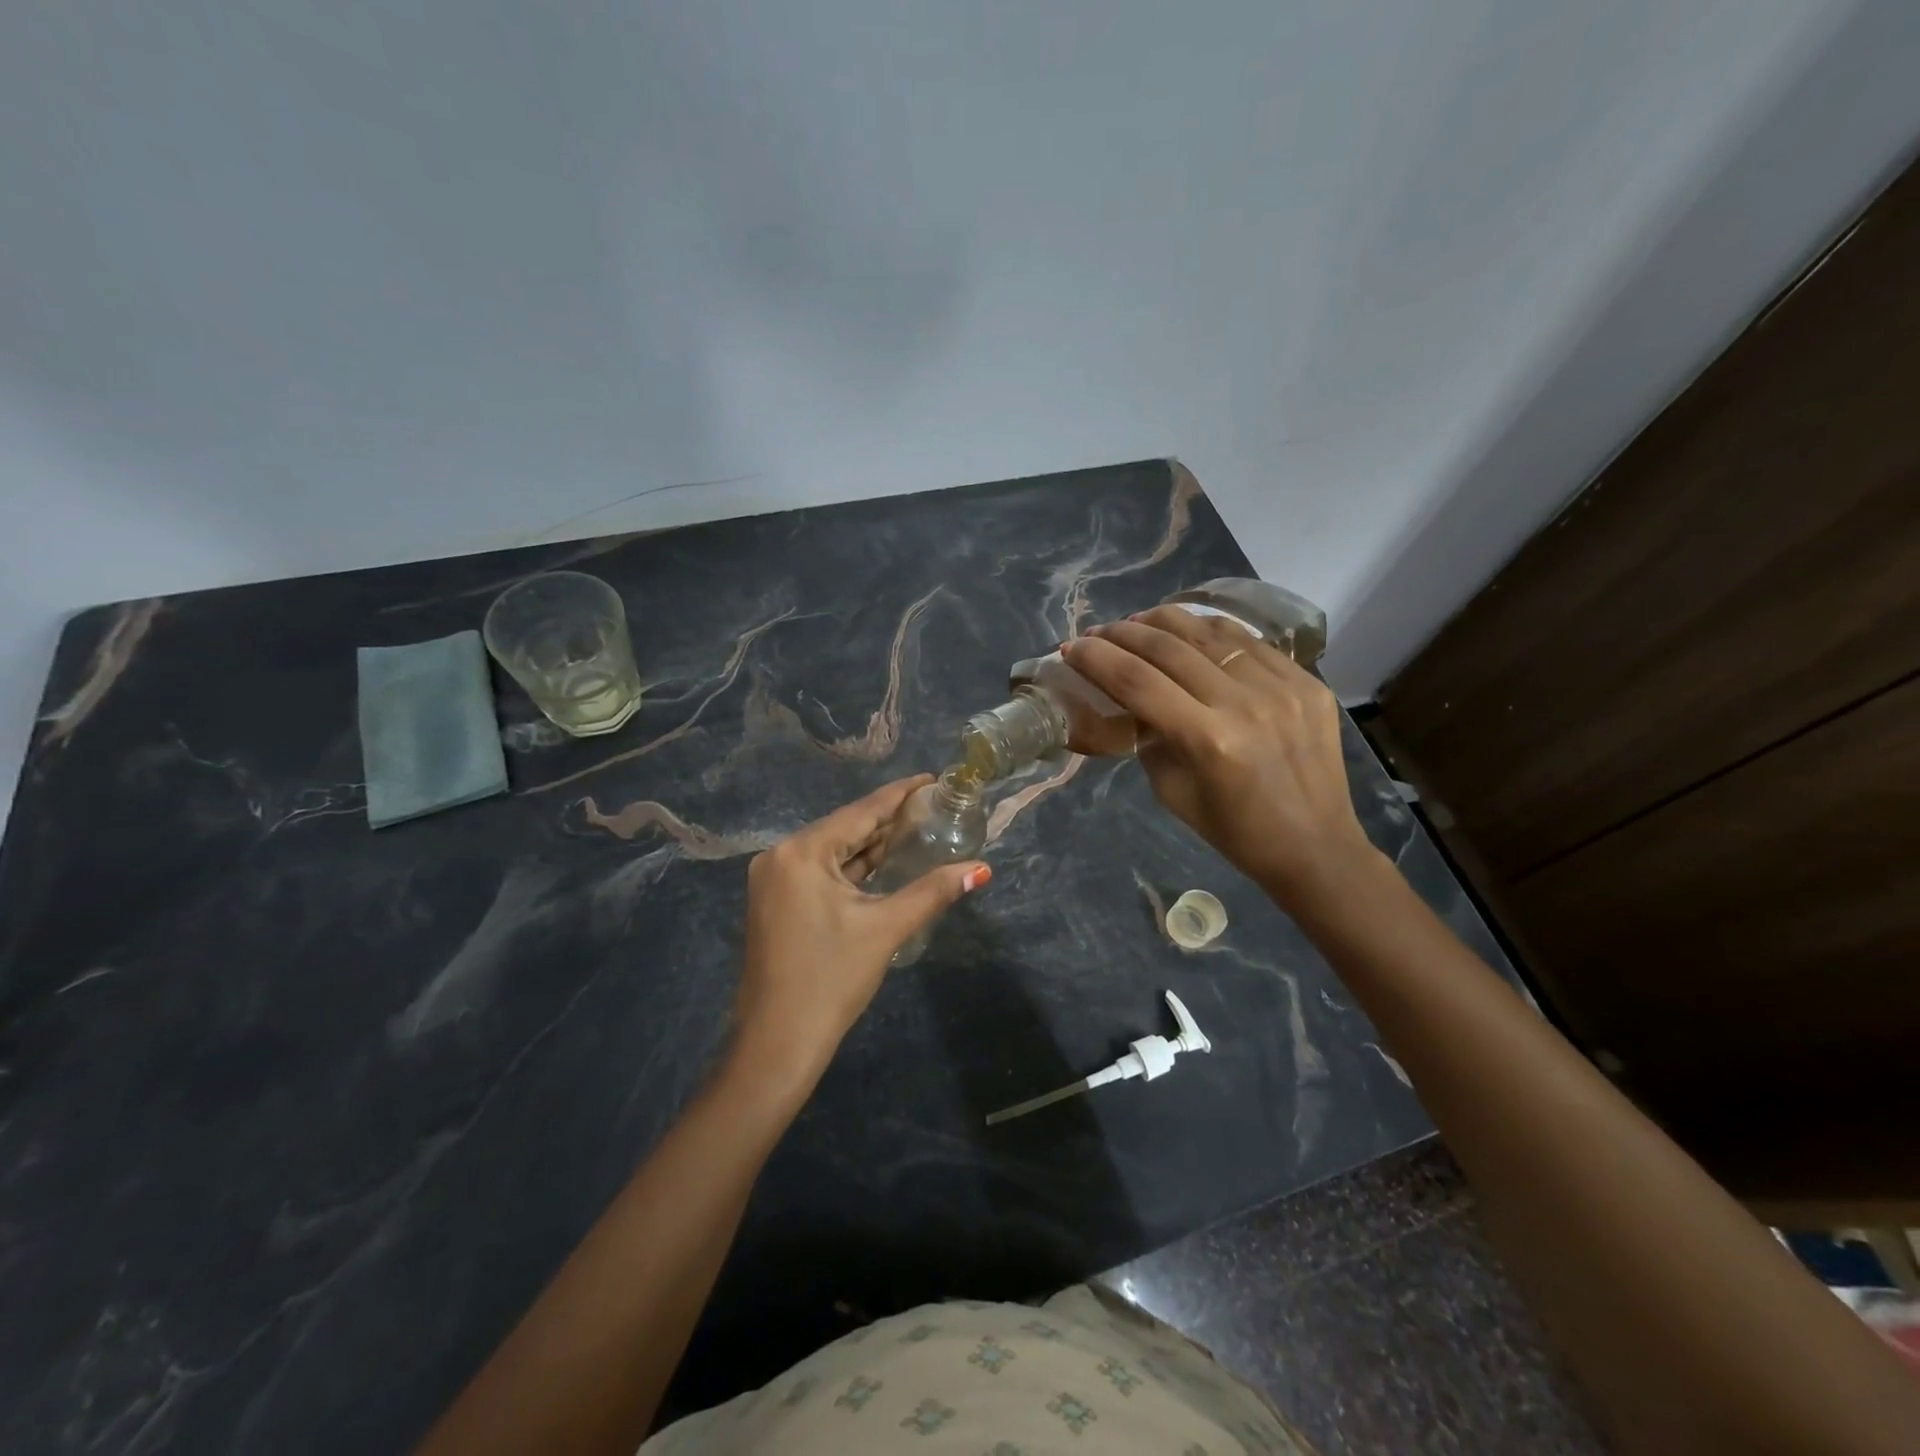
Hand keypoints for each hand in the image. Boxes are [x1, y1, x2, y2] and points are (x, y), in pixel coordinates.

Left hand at [731, 776, 990, 1091]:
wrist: (777, 1043)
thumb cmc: (831, 980)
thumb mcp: (886, 929)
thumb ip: (933, 891)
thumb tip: (981, 869)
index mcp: (802, 852)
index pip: (862, 811)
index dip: (901, 794)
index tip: (933, 778)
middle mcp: (781, 855)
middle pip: (846, 828)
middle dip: (889, 820)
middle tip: (933, 807)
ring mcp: (773, 878)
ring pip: (833, 851)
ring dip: (871, 845)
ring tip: (916, 829)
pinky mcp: (775, 900)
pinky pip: (820, 871)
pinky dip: (852, 868)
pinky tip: (883, 863)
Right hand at [1061, 606, 1377, 909]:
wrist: (1315, 846)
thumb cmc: (1234, 831)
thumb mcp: (1172, 792)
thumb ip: (1150, 738)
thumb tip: (1136, 700)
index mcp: (1207, 740)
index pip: (1137, 681)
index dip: (1097, 659)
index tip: (1070, 648)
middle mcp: (1244, 703)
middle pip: (1169, 648)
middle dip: (1123, 633)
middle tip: (1097, 632)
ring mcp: (1282, 687)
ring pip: (1211, 632)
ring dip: (1166, 621)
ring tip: (1139, 620)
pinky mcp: (1307, 682)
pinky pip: (1250, 643)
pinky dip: (1212, 631)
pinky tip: (1191, 631)